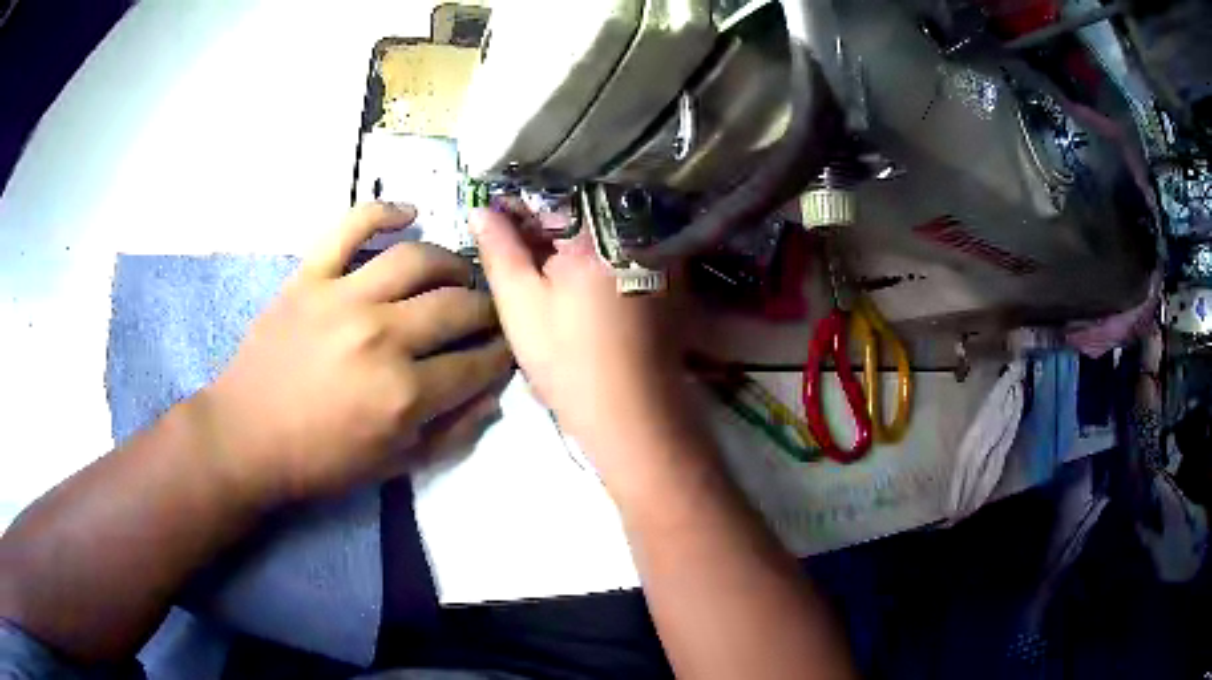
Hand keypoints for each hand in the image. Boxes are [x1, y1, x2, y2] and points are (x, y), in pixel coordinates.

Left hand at [194, 203, 512, 503]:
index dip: (502, 355)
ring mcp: (344, 297)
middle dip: (489, 310)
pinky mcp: (311, 275)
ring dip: (452, 263)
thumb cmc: (319, 461)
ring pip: (418, 259)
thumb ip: (450, 434)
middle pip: (459, 306)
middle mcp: (382, 335)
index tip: (507, 349)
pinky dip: (383, 212)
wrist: (245, 438)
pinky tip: (408, 215)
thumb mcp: (393, 466)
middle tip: (489, 314)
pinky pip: (351, 227)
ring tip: (458, 274)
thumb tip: (493, 396)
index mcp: (404, 393)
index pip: (477, 362)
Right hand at [471, 208, 688, 479]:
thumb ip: (498, 249)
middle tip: (508, 240)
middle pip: (580, 209)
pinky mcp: (664, 277)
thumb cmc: (570, 359)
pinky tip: (570, 277)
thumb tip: (480, 209)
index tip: (493, 216)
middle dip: (541, 222)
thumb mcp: (521, 303)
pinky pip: (620, 249)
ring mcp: (656, 253)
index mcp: (600, 229)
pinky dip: (592, 255)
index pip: (552, 194)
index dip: (518, 204)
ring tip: (534, 260)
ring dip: (565, 239)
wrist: (631, 413)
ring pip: (599, 230)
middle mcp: (636, 230)